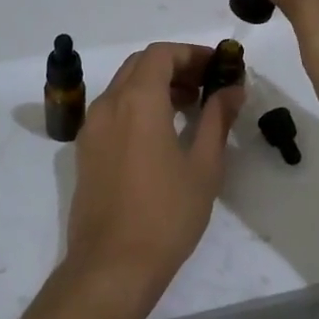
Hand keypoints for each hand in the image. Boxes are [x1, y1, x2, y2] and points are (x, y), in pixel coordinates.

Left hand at [63, 43, 243, 308]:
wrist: (112, 265)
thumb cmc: (166, 214)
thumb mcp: (204, 165)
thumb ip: (217, 118)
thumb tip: (233, 88)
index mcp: (137, 101)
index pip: (161, 54)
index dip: (192, 53)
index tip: (219, 67)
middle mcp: (108, 104)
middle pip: (140, 65)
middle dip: (175, 66)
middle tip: (207, 84)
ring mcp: (91, 127)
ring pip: (123, 85)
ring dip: (156, 84)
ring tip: (190, 106)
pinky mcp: (85, 149)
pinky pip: (112, 109)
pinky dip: (137, 104)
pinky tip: (162, 131)